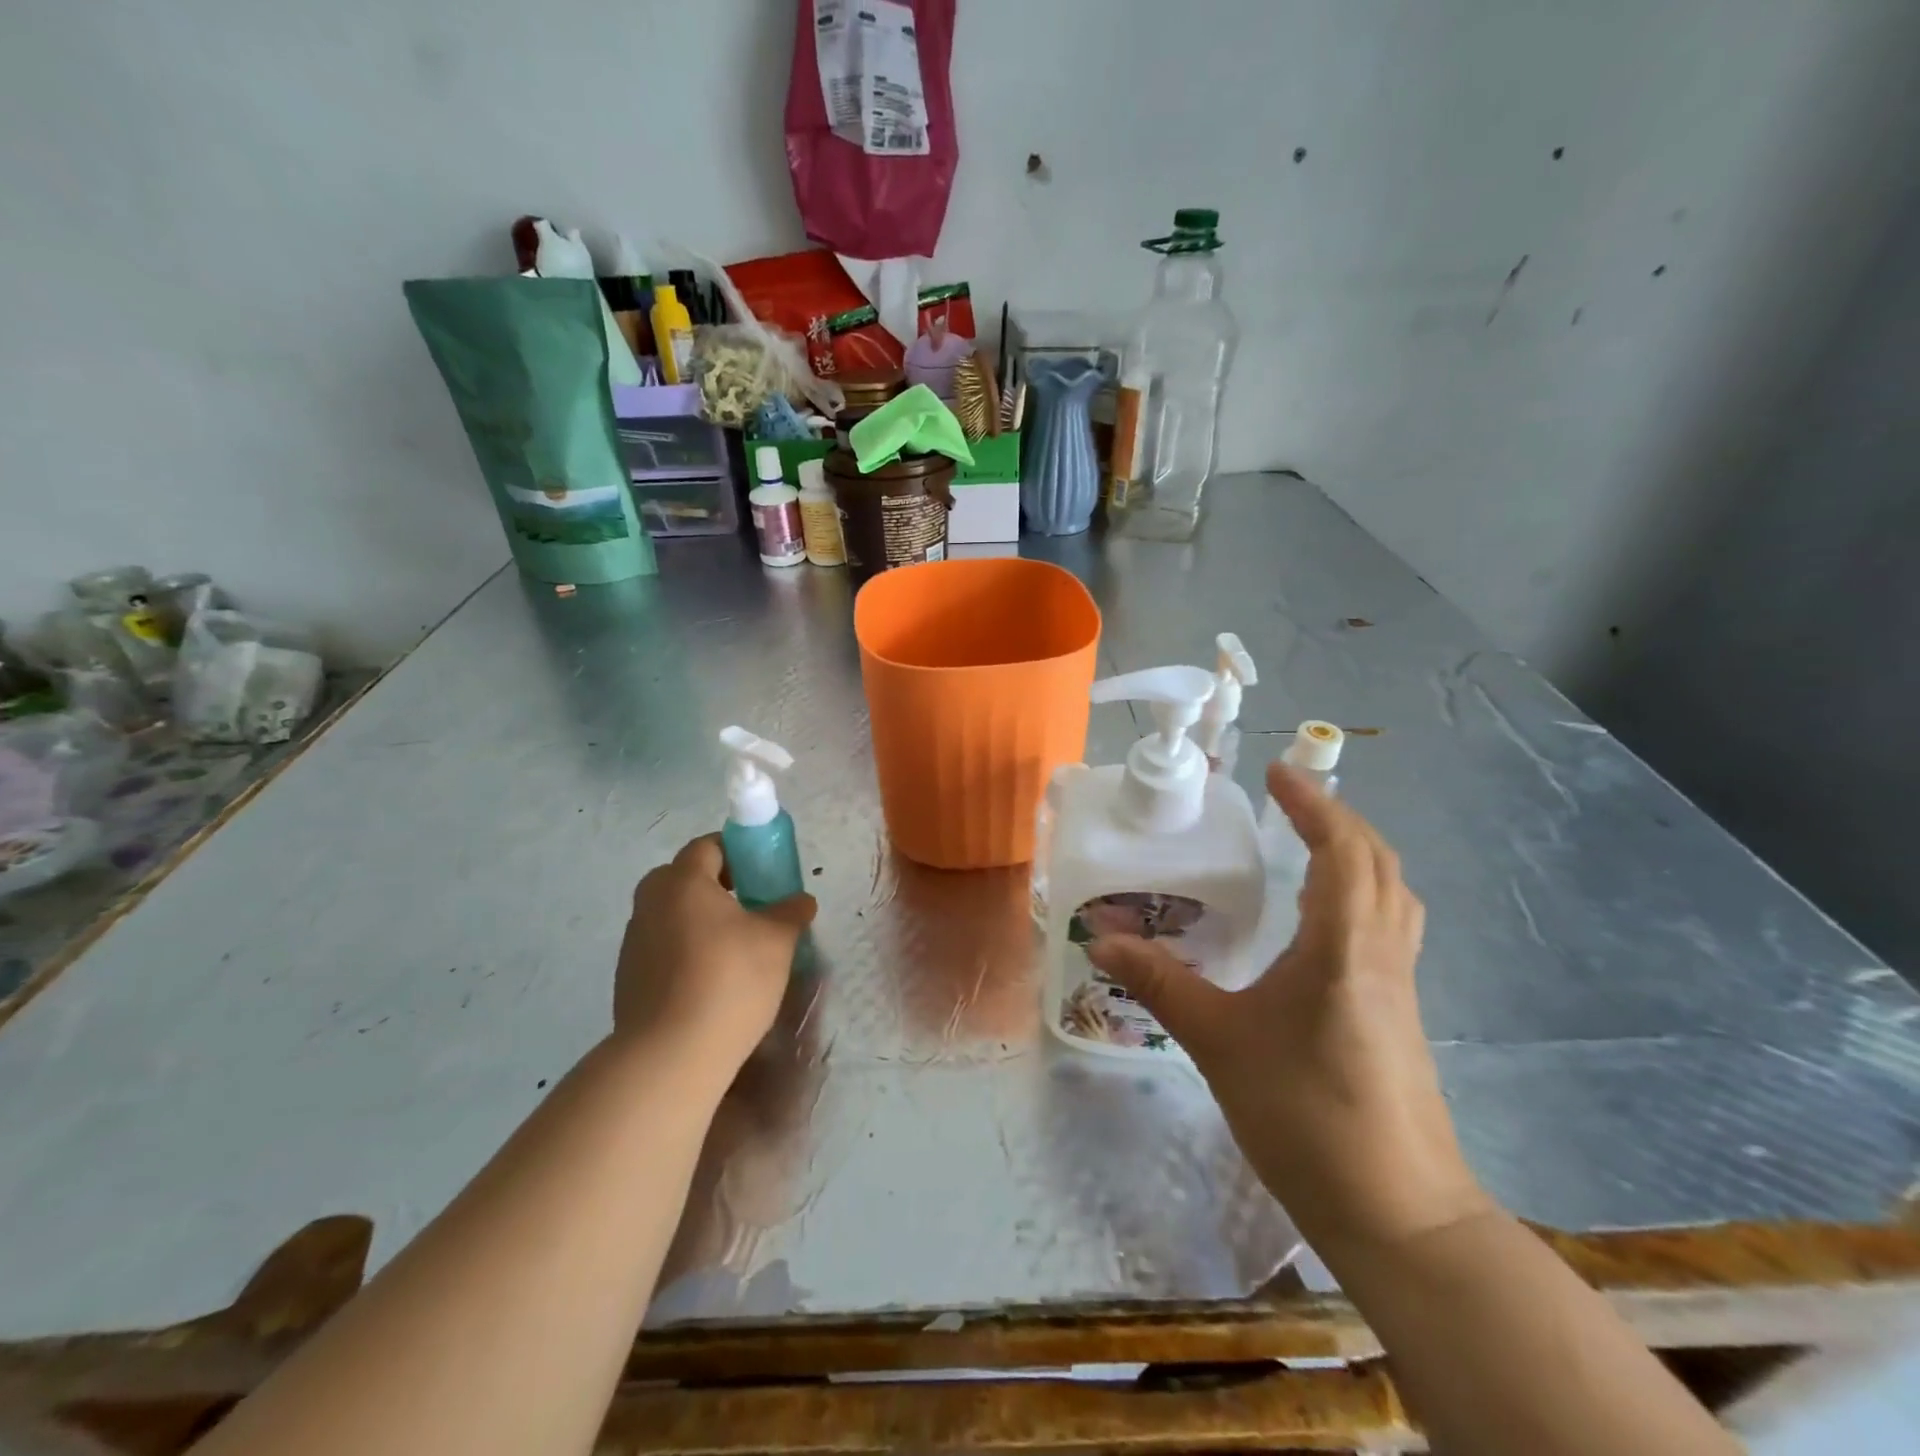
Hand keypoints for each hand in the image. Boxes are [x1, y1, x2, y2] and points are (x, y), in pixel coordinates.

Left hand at [613, 835, 815, 1073]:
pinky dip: (686, 953)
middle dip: (718, 887)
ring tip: (735, 950)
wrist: (670, 1055)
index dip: (738, 852)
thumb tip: (802, 901)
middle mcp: (650, 903)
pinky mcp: (628, 978)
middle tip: (751, 909)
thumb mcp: (777, 941)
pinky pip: (663, 949)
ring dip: (701, 922)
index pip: (708, 846)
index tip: (764, 873)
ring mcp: (634, 942)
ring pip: (673, 915)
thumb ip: (790, 913)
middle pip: (685, 879)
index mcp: (682, 881)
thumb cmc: (729, 980)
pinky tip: (711, 982)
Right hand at [1088, 765, 1488, 1253]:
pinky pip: (1389, 926)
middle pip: (1379, 862)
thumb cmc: (1306, 1117)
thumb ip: (1161, 984)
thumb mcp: (1219, 1043)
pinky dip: (1362, 894)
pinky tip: (1320, 921)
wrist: (1399, 1214)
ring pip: (1392, 894)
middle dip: (1337, 819)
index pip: (1342, 850)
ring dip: (1357, 854)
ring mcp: (1400, 984)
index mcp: (1343, 947)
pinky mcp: (1400, 1011)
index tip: (1276, 773)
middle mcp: (1381, 953)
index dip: (1313, 804)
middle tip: (1288, 802)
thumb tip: (1102, 940)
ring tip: (1308, 846)